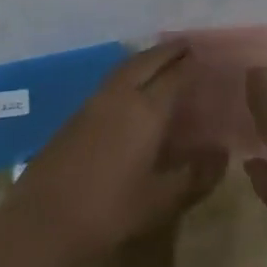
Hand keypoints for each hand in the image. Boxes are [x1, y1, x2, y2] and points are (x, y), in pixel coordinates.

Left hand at [7, 44, 226, 265]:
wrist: (44, 220)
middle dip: (166, 52)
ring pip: (123, 69)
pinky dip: (126, 74)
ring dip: (144, 59)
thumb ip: (194, 173)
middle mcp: (119, 97)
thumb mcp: (161, 198)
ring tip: (160, 59)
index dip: (190, 65)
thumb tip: (221, 152)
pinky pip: (109, 83)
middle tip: (185, 45)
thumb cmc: (110, 210)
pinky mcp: (74, 116)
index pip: (174, 77)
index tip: (205, 55)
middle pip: (145, 62)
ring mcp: (92, 104)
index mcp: (145, 111)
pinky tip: (130, 89)